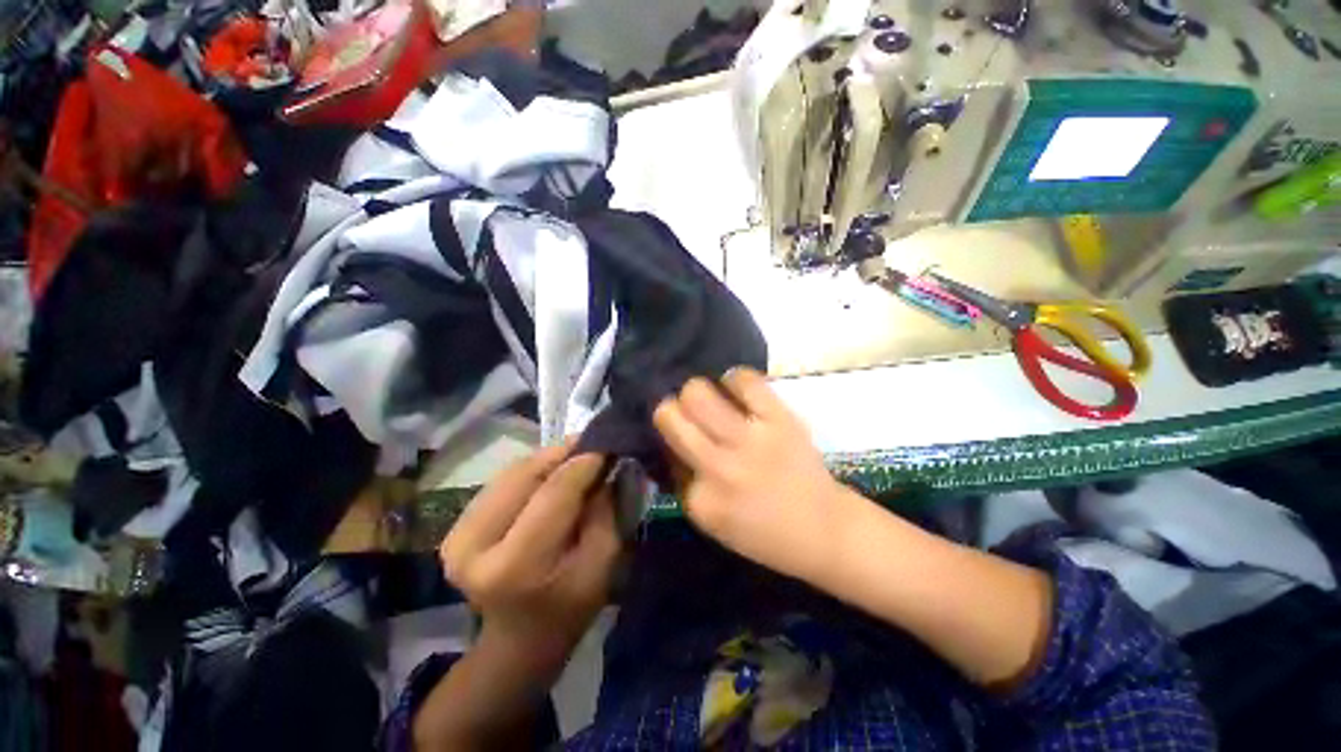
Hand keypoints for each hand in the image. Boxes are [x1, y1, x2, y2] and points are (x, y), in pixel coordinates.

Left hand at [440, 443, 620, 666]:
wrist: (518, 640)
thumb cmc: (570, 607)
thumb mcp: (604, 563)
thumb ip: (606, 510)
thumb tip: (606, 464)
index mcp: (516, 566)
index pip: (553, 493)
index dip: (583, 463)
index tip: (607, 444)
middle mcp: (474, 548)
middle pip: (526, 476)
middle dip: (563, 454)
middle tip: (591, 443)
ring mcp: (456, 537)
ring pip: (511, 474)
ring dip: (547, 459)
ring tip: (574, 455)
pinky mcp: (453, 529)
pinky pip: (500, 482)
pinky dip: (530, 471)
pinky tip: (550, 471)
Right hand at [652, 368, 858, 582]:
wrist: (824, 530)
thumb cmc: (765, 532)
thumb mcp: (712, 522)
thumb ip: (688, 483)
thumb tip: (673, 440)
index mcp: (700, 499)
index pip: (665, 448)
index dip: (672, 439)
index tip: (684, 442)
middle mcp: (719, 467)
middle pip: (670, 413)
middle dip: (671, 408)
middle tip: (688, 413)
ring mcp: (750, 440)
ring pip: (698, 392)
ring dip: (697, 392)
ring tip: (712, 399)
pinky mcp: (779, 419)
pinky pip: (744, 380)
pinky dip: (734, 380)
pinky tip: (738, 390)